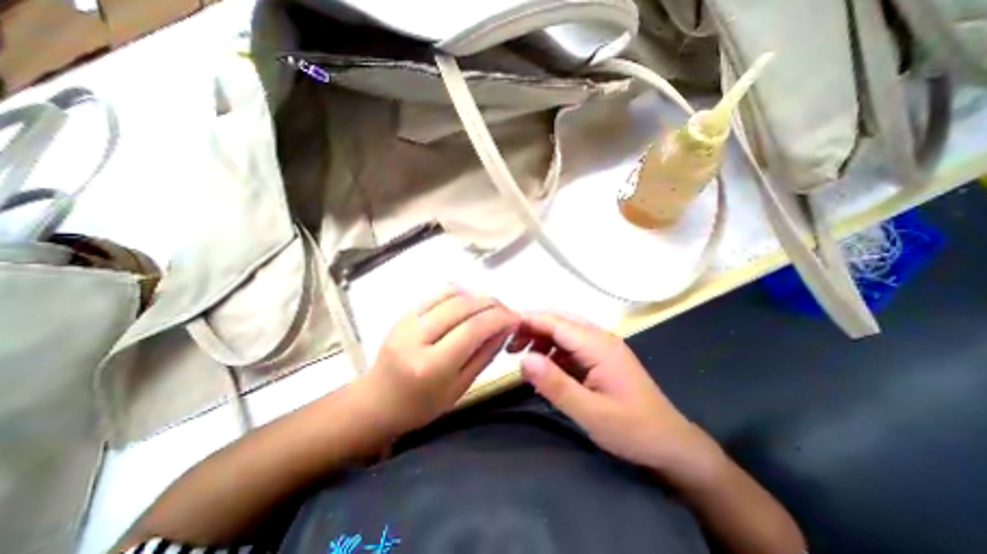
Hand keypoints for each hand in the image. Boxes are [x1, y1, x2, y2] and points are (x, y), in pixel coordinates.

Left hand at [359, 288, 519, 433]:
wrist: (377, 401)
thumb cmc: (420, 406)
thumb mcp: (459, 387)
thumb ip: (484, 355)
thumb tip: (505, 328)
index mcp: (430, 366)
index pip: (472, 329)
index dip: (499, 318)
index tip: (516, 318)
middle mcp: (416, 337)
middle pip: (463, 306)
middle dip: (492, 303)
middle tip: (507, 310)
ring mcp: (407, 321)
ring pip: (452, 295)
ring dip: (477, 296)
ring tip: (492, 307)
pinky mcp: (404, 313)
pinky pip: (438, 294)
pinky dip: (460, 294)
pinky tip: (471, 303)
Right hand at [509, 311, 722, 480]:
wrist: (672, 445)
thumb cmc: (633, 429)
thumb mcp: (590, 413)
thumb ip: (555, 385)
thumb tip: (524, 359)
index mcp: (598, 344)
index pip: (555, 321)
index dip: (528, 320)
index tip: (502, 326)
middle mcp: (599, 337)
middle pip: (558, 320)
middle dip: (531, 327)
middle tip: (509, 346)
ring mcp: (601, 346)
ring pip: (563, 330)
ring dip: (540, 337)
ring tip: (521, 356)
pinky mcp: (600, 357)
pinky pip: (570, 345)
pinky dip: (552, 350)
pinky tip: (544, 366)